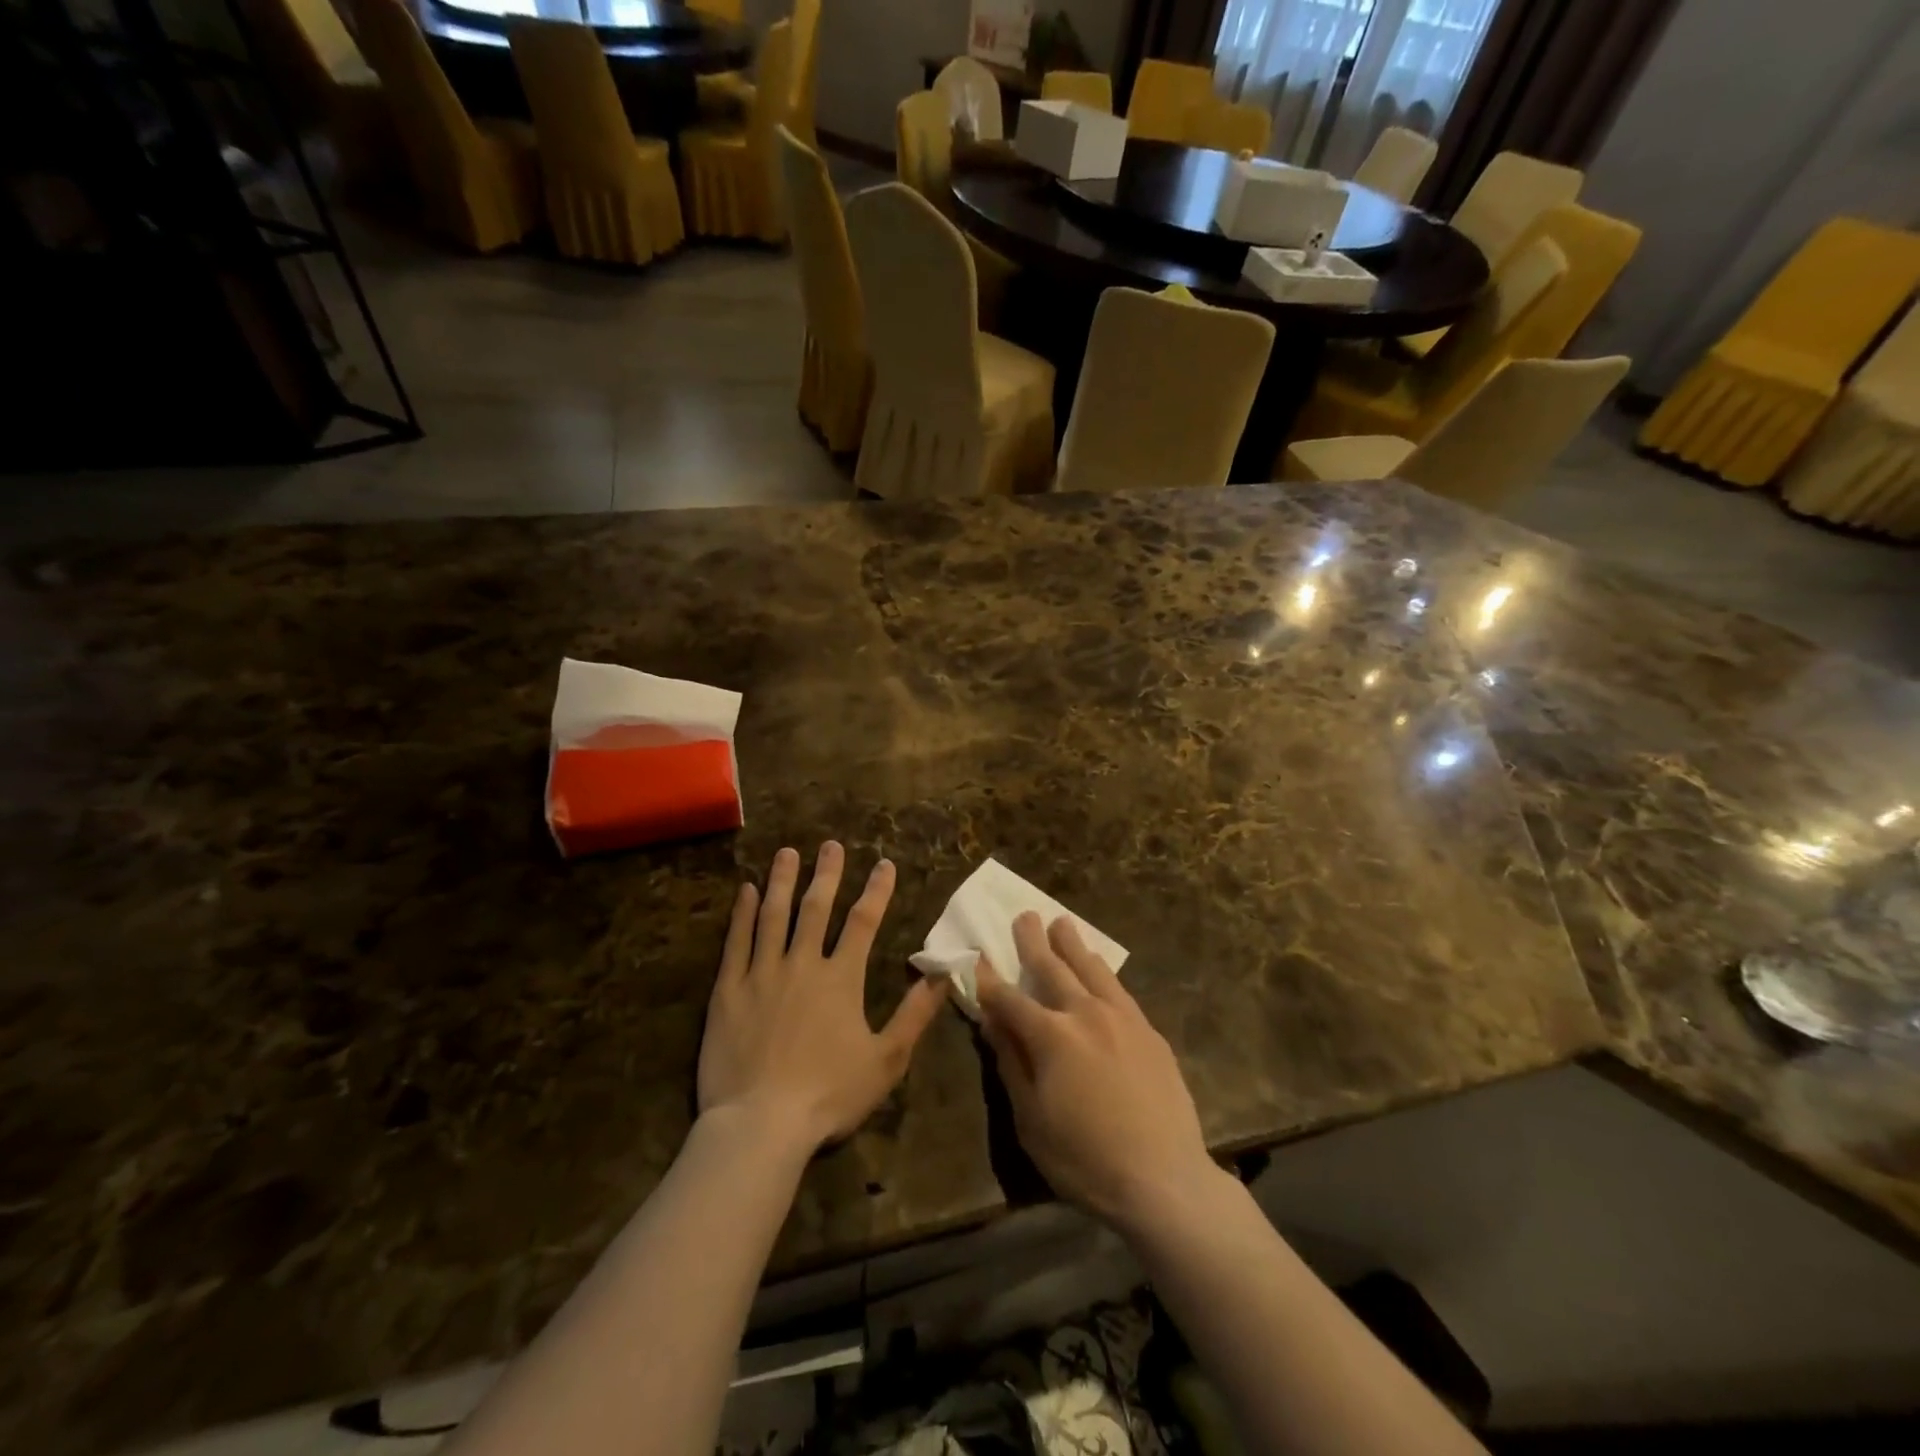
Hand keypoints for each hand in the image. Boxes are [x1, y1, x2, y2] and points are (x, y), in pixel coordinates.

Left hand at [699, 843, 946, 1151]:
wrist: (760, 1125)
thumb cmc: (829, 1095)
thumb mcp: (886, 1060)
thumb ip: (915, 1014)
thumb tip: (943, 974)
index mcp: (841, 978)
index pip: (863, 922)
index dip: (876, 890)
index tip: (884, 864)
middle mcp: (802, 964)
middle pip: (816, 908)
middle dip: (827, 873)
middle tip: (831, 844)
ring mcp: (762, 974)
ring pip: (774, 915)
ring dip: (782, 881)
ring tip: (787, 853)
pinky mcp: (729, 990)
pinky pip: (737, 942)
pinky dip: (742, 914)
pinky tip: (746, 891)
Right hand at [978, 913, 1218, 1229]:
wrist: (1164, 1180)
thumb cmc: (1085, 1159)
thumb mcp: (1031, 1121)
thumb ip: (1011, 1064)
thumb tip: (993, 1022)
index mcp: (1051, 1036)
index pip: (1010, 999)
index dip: (989, 981)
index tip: (977, 959)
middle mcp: (1085, 1014)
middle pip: (1053, 968)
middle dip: (1033, 942)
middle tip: (1024, 915)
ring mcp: (1122, 1019)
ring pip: (1092, 969)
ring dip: (1073, 944)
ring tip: (1062, 923)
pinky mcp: (1149, 1031)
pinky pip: (1120, 989)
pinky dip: (1103, 971)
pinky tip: (1100, 968)